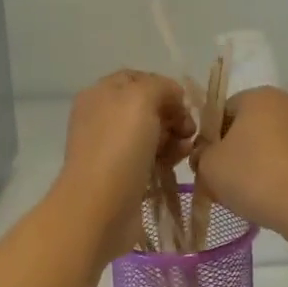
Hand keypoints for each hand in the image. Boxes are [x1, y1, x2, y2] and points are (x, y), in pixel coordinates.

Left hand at [53, 70, 195, 262]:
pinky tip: (176, 164)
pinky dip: (167, 158)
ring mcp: (111, 148)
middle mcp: (102, 118)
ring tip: (184, 151)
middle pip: (148, 106)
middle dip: (173, 114)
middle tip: (188, 130)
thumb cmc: (119, 147)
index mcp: (100, 94)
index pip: (139, 79)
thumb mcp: (141, 98)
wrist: (100, 208)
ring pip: (153, 133)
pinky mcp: (123, 175)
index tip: (183, 104)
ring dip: (174, 137)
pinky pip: (151, 157)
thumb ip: (162, 87)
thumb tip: (174, 99)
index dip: (164, 87)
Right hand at [192, 87, 287, 233]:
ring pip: (272, 142)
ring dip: (259, 162)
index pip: (223, 112)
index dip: (211, 140)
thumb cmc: (255, 176)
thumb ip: (201, 154)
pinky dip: (281, 171)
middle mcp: (287, 101)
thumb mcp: (210, 166)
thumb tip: (207, 154)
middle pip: (249, 126)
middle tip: (225, 183)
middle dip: (235, 152)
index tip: (208, 167)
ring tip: (250, 194)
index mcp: (258, 95)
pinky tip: (274, 195)